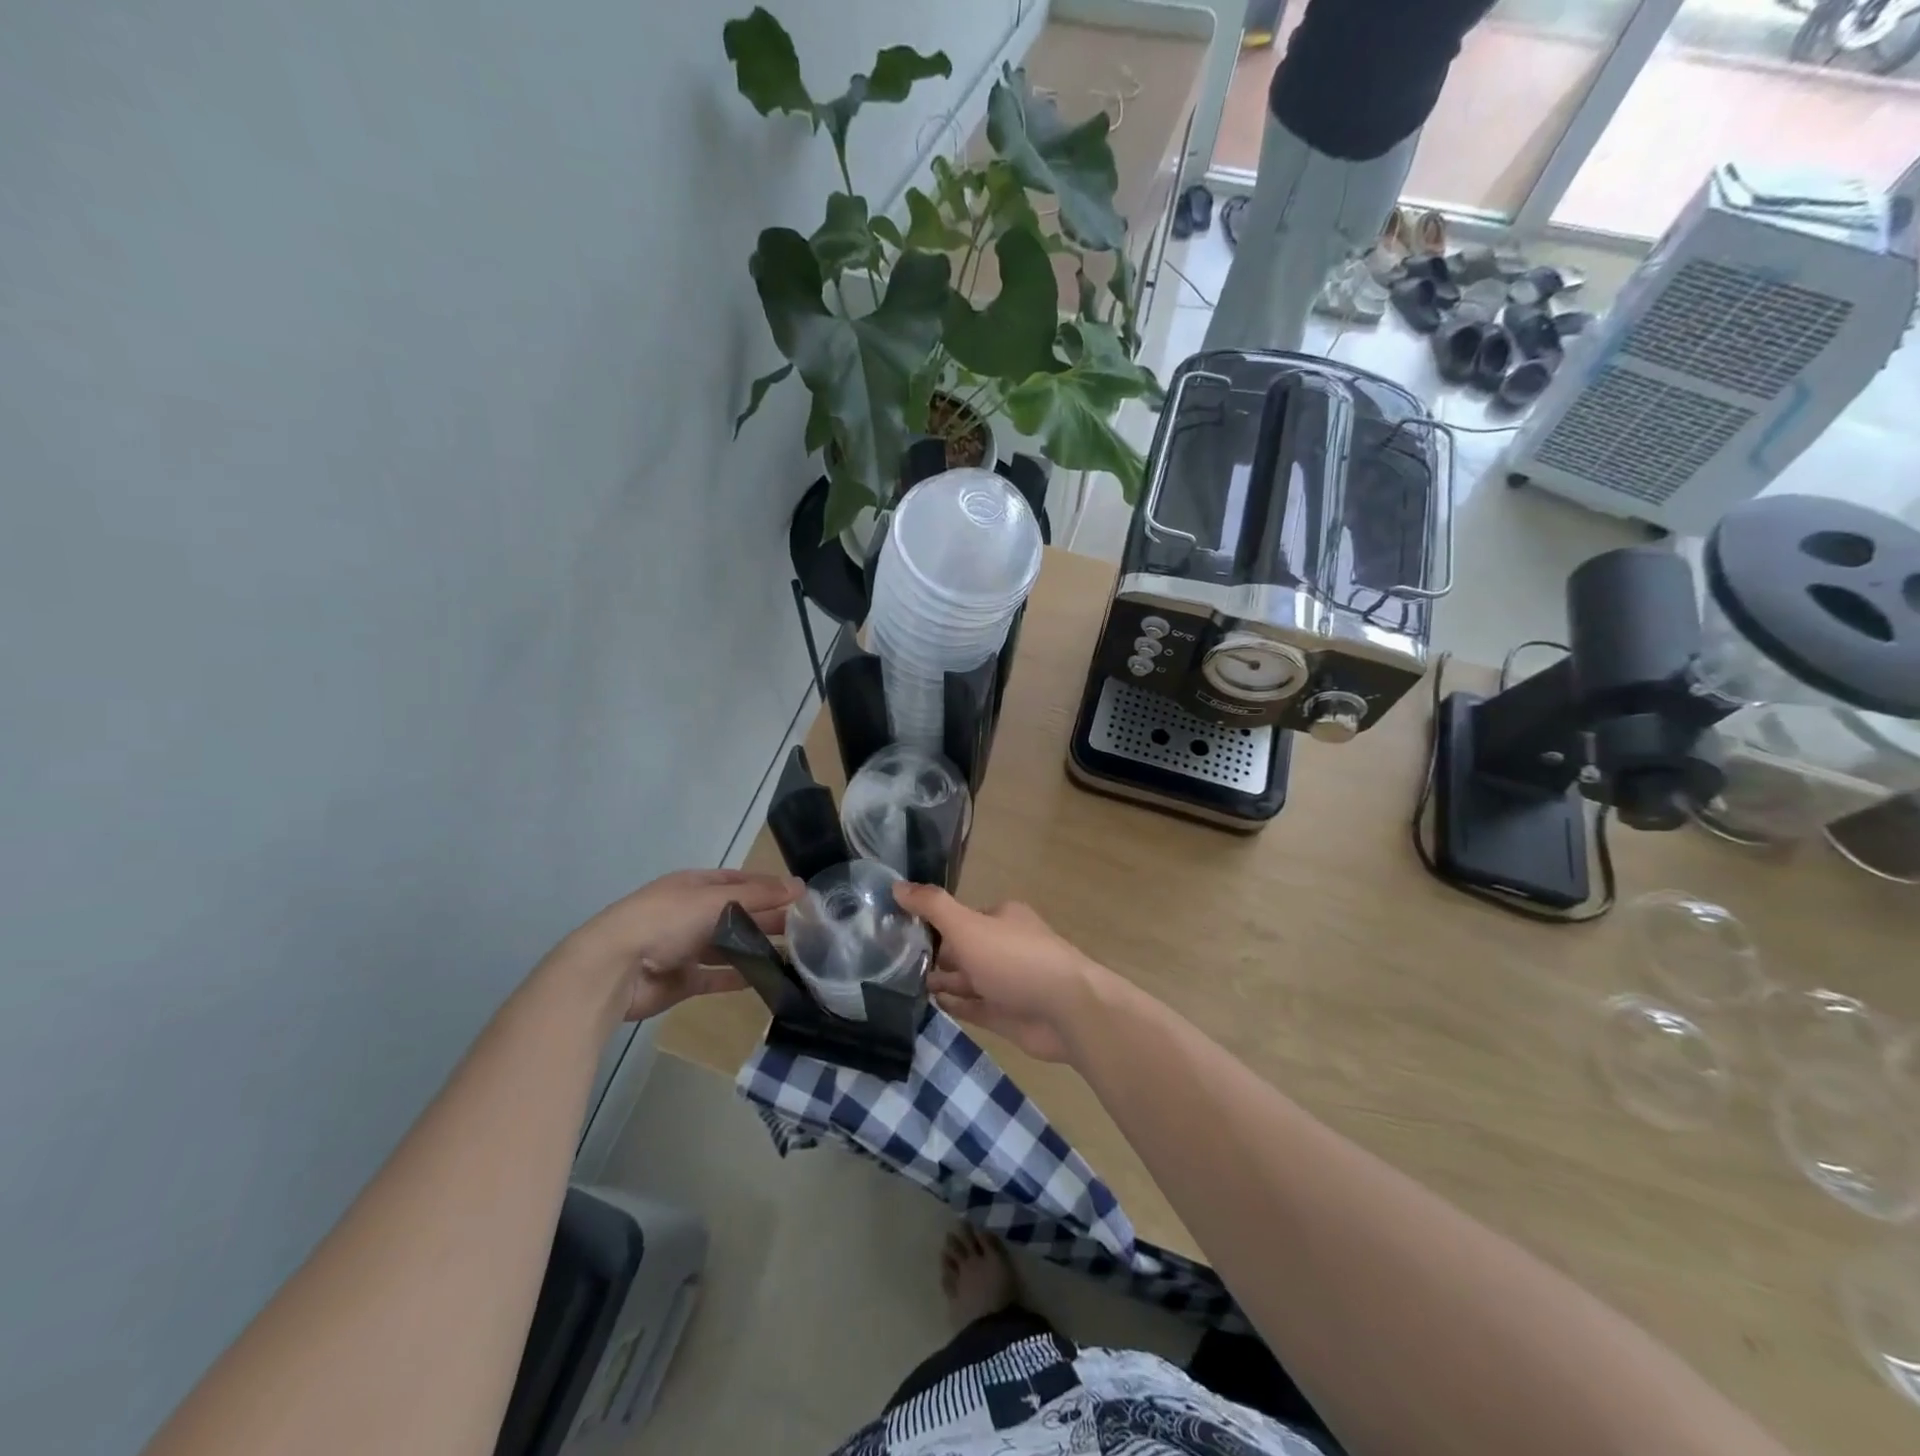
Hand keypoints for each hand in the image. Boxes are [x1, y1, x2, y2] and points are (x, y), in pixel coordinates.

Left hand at [554, 868, 800, 1022]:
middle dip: (768, 919)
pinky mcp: (683, 980)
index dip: (769, 887)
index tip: (801, 898)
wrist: (615, 968)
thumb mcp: (716, 899)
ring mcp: (686, 947)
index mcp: (695, 886)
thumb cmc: (666, 920)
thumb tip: (800, 885)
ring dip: (758, 948)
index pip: (740, 881)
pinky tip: (767, 979)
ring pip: (730, 945)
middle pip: (737, 913)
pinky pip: (718, 976)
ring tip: (794, 955)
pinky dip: (741, 976)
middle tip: (805, 929)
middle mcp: (691, 913)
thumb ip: (759, 895)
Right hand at [893, 883, 1108, 1063]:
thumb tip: (896, 885)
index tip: (900, 934)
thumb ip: (932, 907)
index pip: (961, 918)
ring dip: (942, 981)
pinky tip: (931, 1005)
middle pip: (964, 949)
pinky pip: (975, 1007)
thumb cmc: (1015, 960)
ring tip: (904, 986)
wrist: (1067, 1011)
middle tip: (895, 964)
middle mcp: (1005, 946)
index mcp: (1001, 918)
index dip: (933, 926)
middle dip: (935, 956)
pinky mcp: (1009, 1015)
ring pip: (968, 979)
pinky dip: (955, 1005)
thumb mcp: (967, 926)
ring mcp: (1008, 983)